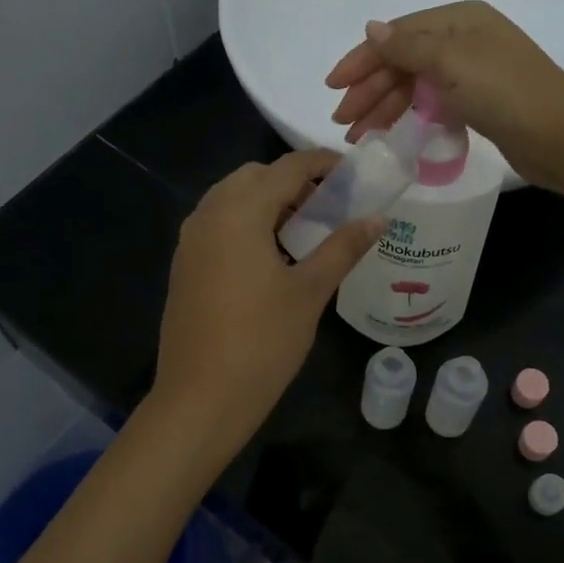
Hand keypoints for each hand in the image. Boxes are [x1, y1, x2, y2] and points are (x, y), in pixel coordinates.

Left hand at [151, 151, 381, 445]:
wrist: (200, 399)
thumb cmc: (262, 342)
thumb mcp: (310, 292)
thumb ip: (344, 247)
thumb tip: (378, 218)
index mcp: (238, 212)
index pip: (286, 167)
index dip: (322, 163)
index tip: (353, 174)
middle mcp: (207, 215)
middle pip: (254, 177)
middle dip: (293, 182)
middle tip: (329, 206)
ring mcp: (190, 241)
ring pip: (231, 200)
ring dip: (268, 202)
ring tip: (304, 231)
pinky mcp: (184, 266)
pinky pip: (218, 224)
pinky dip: (246, 223)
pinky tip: (271, 257)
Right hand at [324, 0, 563, 190]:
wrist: (561, 137)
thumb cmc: (505, 92)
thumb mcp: (451, 62)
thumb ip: (407, 47)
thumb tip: (372, 27)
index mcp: (458, 19)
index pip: (396, 35)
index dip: (361, 60)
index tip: (332, 88)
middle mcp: (464, 40)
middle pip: (403, 61)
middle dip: (369, 90)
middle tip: (342, 123)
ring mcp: (472, 72)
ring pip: (415, 85)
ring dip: (384, 108)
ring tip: (358, 136)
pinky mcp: (479, 103)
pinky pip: (431, 104)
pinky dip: (409, 116)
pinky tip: (391, 133)